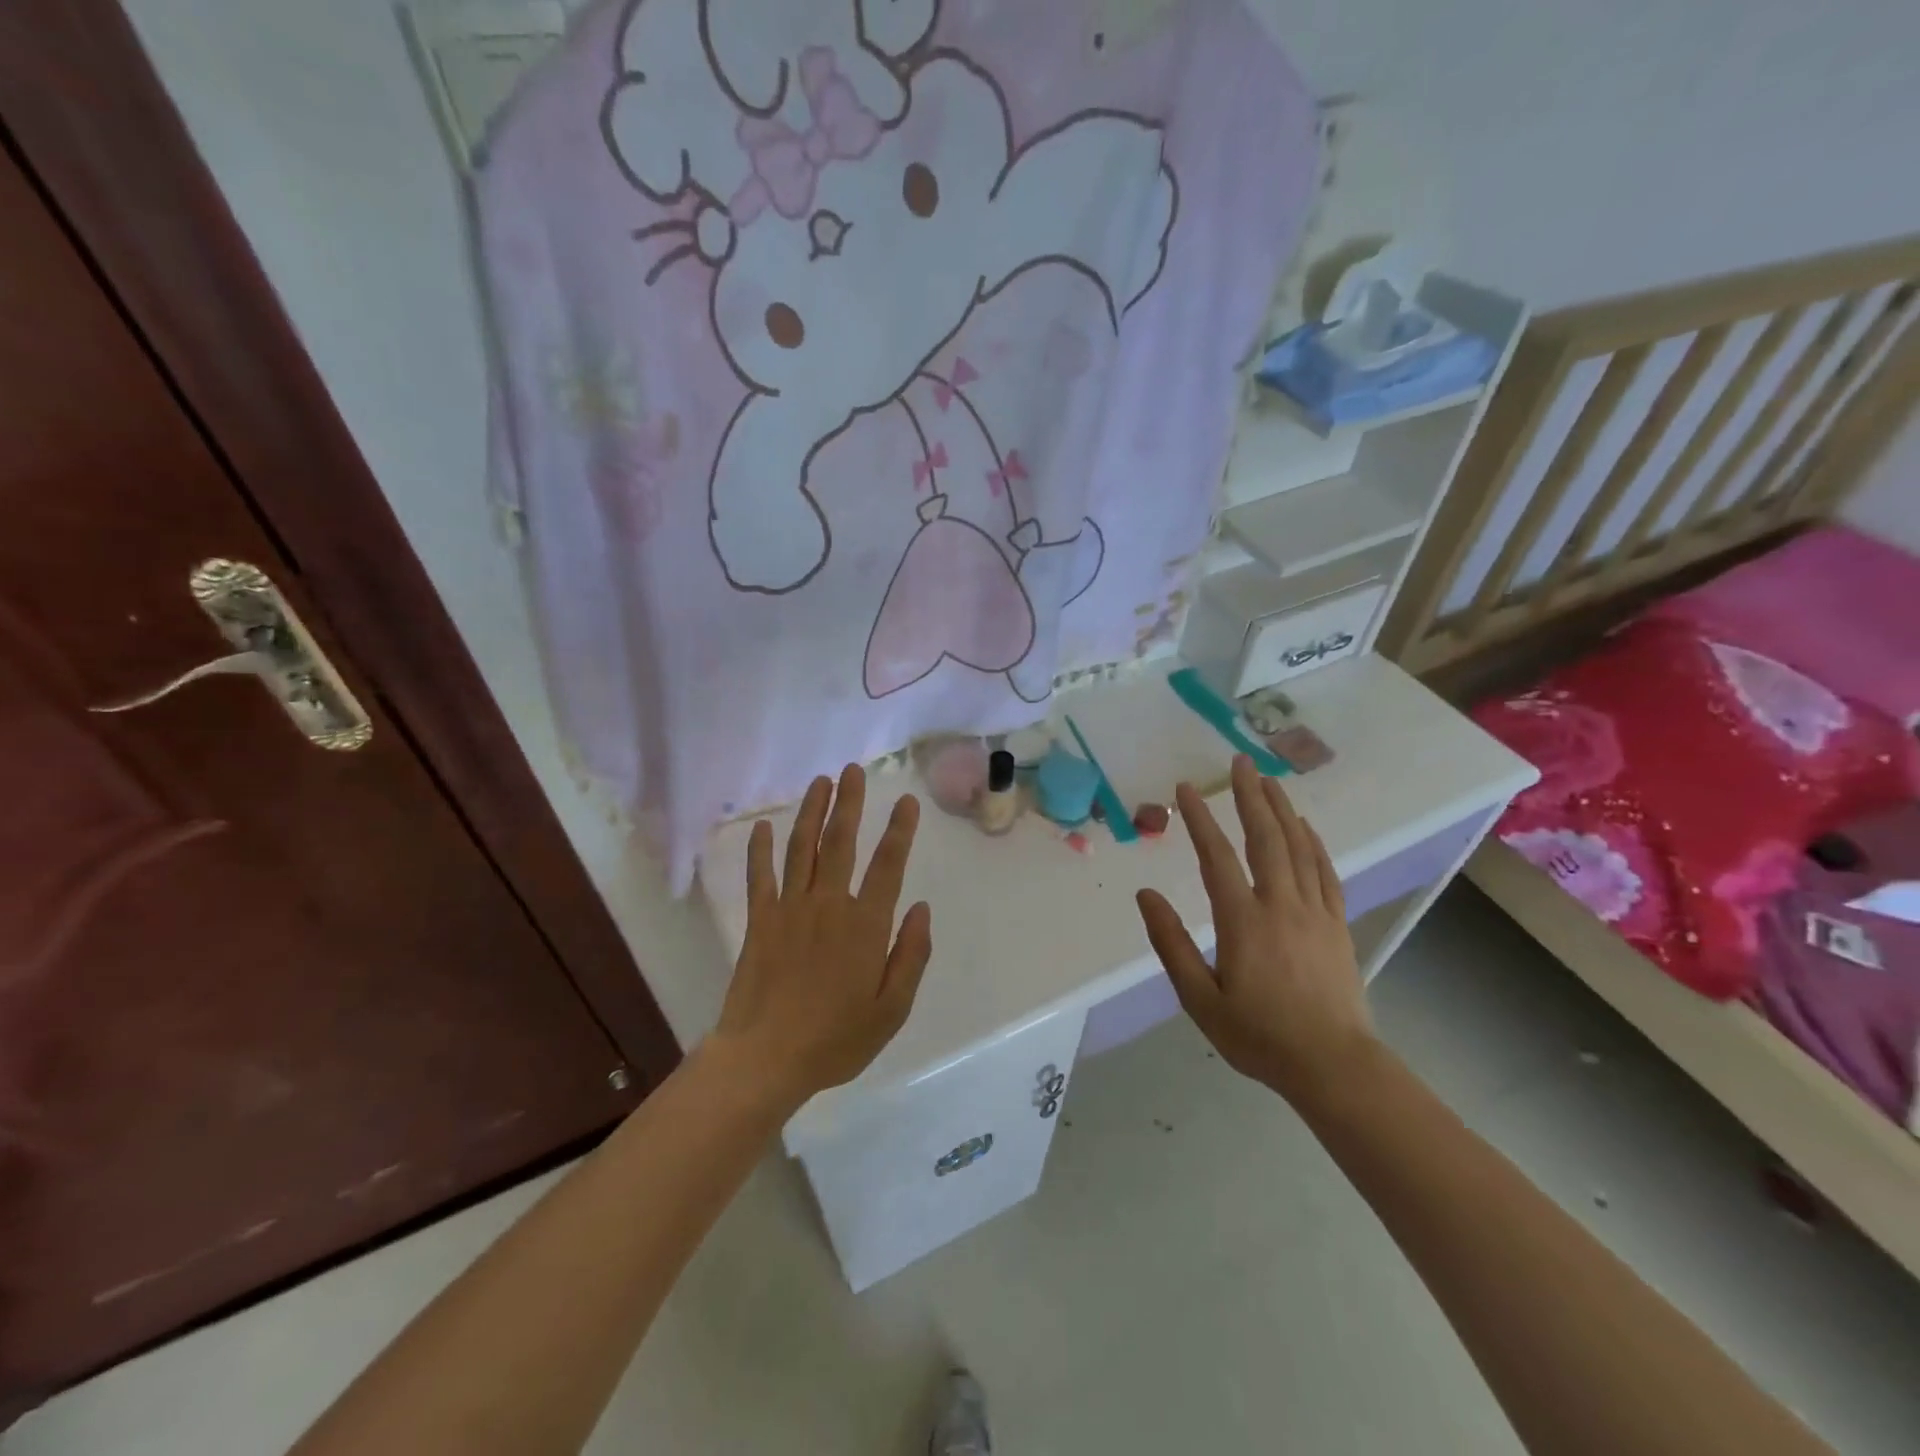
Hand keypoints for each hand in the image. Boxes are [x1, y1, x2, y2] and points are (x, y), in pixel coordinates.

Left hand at [711, 765, 932, 1110]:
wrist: (766, 1058)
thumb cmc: (836, 1039)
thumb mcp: (892, 1009)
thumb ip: (911, 955)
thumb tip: (922, 908)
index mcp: (865, 926)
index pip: (888, 866)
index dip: (900, 831)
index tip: (906, 801)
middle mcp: (828, 905)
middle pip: (840, 843)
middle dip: (849, 803)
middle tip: (853, 770)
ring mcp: (790, 909)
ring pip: (802, 848)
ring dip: (812, 812)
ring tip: (820, 782)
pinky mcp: (760, 921)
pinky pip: (760, 876)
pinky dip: (761, 849)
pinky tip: (764, 826)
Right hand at [1136, 755, 1375, 1107]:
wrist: (1334, 1066)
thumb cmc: (1259, 1036)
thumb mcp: (1200, 1000)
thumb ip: (1171, 944)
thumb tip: (1145, 896)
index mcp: (1243, 921)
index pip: (1217, 857)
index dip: (1200, 819)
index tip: (1186, 788)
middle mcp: (1281, 905)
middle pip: (1266, 838)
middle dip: (1250, 796)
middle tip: (1240, 762)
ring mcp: (1315, 912)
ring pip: (1298, 847)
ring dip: (1282, 810)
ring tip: (1269, 780)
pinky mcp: (1337, 924)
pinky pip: (1326, 872)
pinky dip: (1314, 844)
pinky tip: (1306, 827)